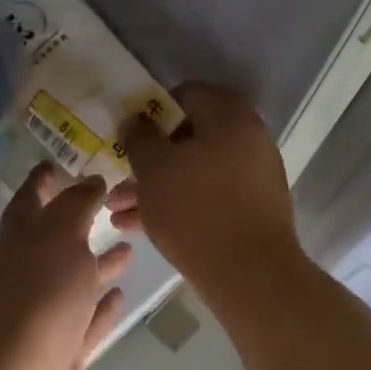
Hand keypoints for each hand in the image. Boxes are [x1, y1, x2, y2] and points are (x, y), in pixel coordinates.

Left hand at [0, 165, 131, 369]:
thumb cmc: (36, 298)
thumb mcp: (58, 236)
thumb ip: (77, 205)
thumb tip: (90, 181)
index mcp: (17, 241)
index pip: (30, 199)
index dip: (44, 180)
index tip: (61, 163)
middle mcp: (26, 275)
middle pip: (55, 241)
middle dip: (79, 222)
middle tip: (111, 205)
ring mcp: (43, 317)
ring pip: (74, 282)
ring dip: (98, 264)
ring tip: (129, 247)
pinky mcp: (61, 353)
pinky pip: (85, 322)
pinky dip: (101, 308)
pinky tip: (119, 295)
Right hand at [113, 83, 300, 293]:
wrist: (251, 275)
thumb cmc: (196, 209)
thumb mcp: (154, 168)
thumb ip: (139, 137)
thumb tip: (135, 120)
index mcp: (229, 116)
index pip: (185, 94)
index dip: (151, 111)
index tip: (127, 134)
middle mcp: (248, 138)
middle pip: (188, 137)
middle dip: (148, 159)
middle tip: (118, 178)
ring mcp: (253, 176)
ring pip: (194, 171)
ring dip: (156, 187)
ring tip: (117, 211)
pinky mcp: (251, 210)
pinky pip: (207, 196)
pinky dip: (177, 205)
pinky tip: (139, 227)